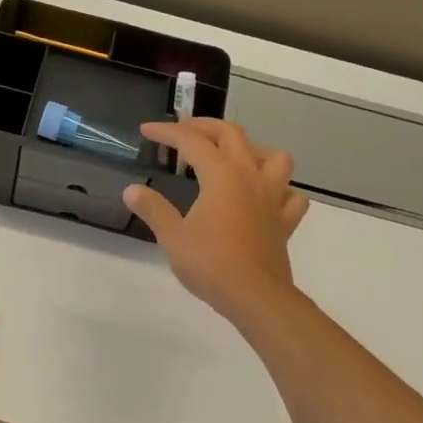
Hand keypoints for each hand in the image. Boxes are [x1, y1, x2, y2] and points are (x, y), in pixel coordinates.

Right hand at [123, 119, 309, 325]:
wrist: (254, 296)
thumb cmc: (210, 264)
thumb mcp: (172, 237)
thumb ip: (153, 209)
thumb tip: (132, 191)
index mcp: (221, 175)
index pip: (191, 141)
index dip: (167, 132)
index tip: (147, 130)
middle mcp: (250, 176)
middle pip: (232, 134)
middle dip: (205, 126)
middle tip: (184, 131)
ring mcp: (273, 197)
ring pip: (274, 157)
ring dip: (253, 150)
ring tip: (234, 159)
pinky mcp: (286, 221)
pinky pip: (291, 195)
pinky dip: (280, 189)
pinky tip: (266, 197)